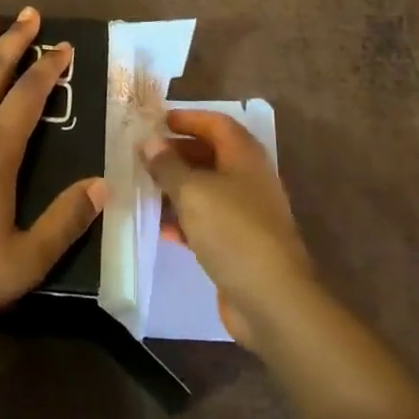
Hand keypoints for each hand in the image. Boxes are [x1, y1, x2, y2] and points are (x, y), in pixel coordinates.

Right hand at [141, 108, 315, 348]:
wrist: (272, 299)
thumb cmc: (232, 230)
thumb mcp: (192, 191)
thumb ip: (168, 166)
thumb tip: (150, 143)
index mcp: (244, 156)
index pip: (216, 123)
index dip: (188, 119)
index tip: (158, 122)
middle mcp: (250, 179)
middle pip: (212, 155)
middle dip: (178, 153)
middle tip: (146, 157)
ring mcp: (248, 213)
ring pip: (208, 189)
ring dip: (179, 188)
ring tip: (147, 190)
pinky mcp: (241, 244)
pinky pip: (210, 221)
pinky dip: (187, 220)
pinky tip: (165, 229)